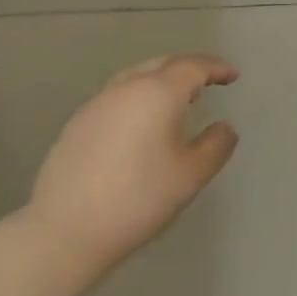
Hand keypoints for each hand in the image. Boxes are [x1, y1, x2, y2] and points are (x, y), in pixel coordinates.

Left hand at [23, 55, 239, 282]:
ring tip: (177, 100)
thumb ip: (215, 146)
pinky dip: (138, 98)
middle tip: (208, 82)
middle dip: (189, 69)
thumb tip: (225, 128)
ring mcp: (97, 103)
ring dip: (161, 81)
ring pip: (137, 77)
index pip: (194, 66)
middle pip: (163, 64)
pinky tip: (140, 124)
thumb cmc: (137, 199)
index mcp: (158, 92)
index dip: (216, 68)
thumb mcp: (190, 176)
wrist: (64, 231)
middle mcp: (127, 87)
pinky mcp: (78, 123)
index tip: (233, 75)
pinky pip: (117, 96)